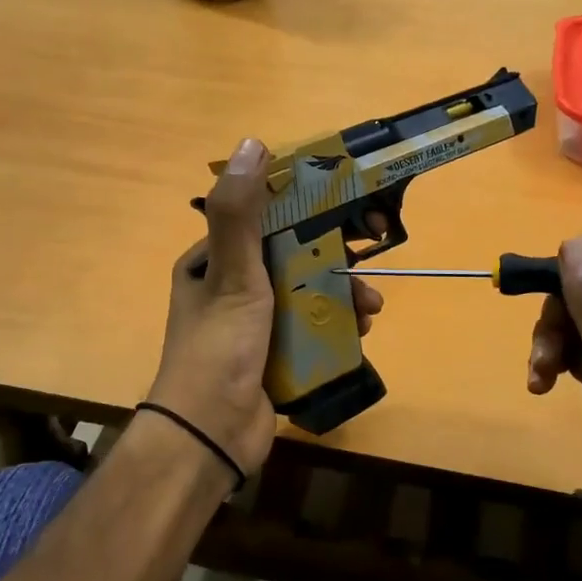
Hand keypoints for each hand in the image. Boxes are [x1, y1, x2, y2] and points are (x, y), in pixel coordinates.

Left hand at [145, 137, 382, 477]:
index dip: (305, 211)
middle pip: (291, 259)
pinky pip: (310, 330)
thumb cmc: (220, 348)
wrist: (211, 436)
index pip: (263, 221)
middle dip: (332, 262)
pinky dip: (336, 328)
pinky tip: (361, 333)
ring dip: (341, 296)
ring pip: (306, 295)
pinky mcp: (272, 356)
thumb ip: (240, 213)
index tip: (345, 210)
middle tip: (368, 264)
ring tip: (370, 309)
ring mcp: (251, 325)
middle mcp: (229, 288)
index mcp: (211, 262)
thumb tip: (252, 143)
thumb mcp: (232, 275)